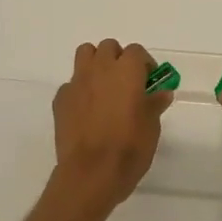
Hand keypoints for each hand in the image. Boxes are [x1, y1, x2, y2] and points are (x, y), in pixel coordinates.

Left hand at [51, 39, 171, 208]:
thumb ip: (154, 104)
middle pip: (108, 47)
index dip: (144, 64)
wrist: (91, 173)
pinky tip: (86, 111)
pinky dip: (80, 90)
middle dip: (118, 58)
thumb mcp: (151, 127)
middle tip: (126, 81)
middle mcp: (100, 69)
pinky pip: (71, 84)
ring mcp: (77, 82)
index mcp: (126, 71)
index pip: (136, 51)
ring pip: (85, 55)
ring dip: (95, 64)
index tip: (149, 81)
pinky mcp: (61, 99)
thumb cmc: (129, 148)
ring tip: (104, 86)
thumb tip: (161, 93)